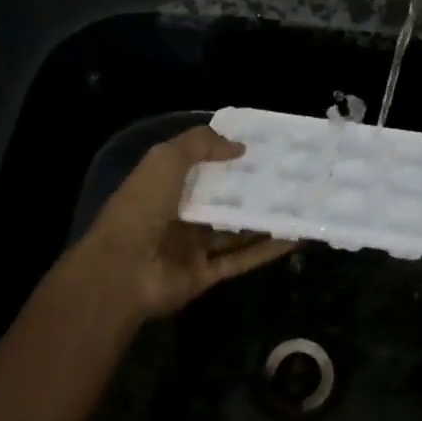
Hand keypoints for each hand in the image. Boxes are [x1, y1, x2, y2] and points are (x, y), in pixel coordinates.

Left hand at [61, 125, 295, 324]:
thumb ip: (201, 145)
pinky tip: (294, 238)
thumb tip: (239, 147)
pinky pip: (240, 260)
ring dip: (263, 220)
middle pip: (220, 200)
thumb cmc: (141, 206)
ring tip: (298, 204)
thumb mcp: (166, 159)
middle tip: (288, 175)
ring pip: (235, 232)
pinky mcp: (205, 275)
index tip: (262, 146)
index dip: (226, 156)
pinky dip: (266, 250)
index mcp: (163, 187)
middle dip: (250, 189)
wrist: (122, 270)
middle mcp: (178, 216)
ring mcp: (191, 248)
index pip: (199, 168)